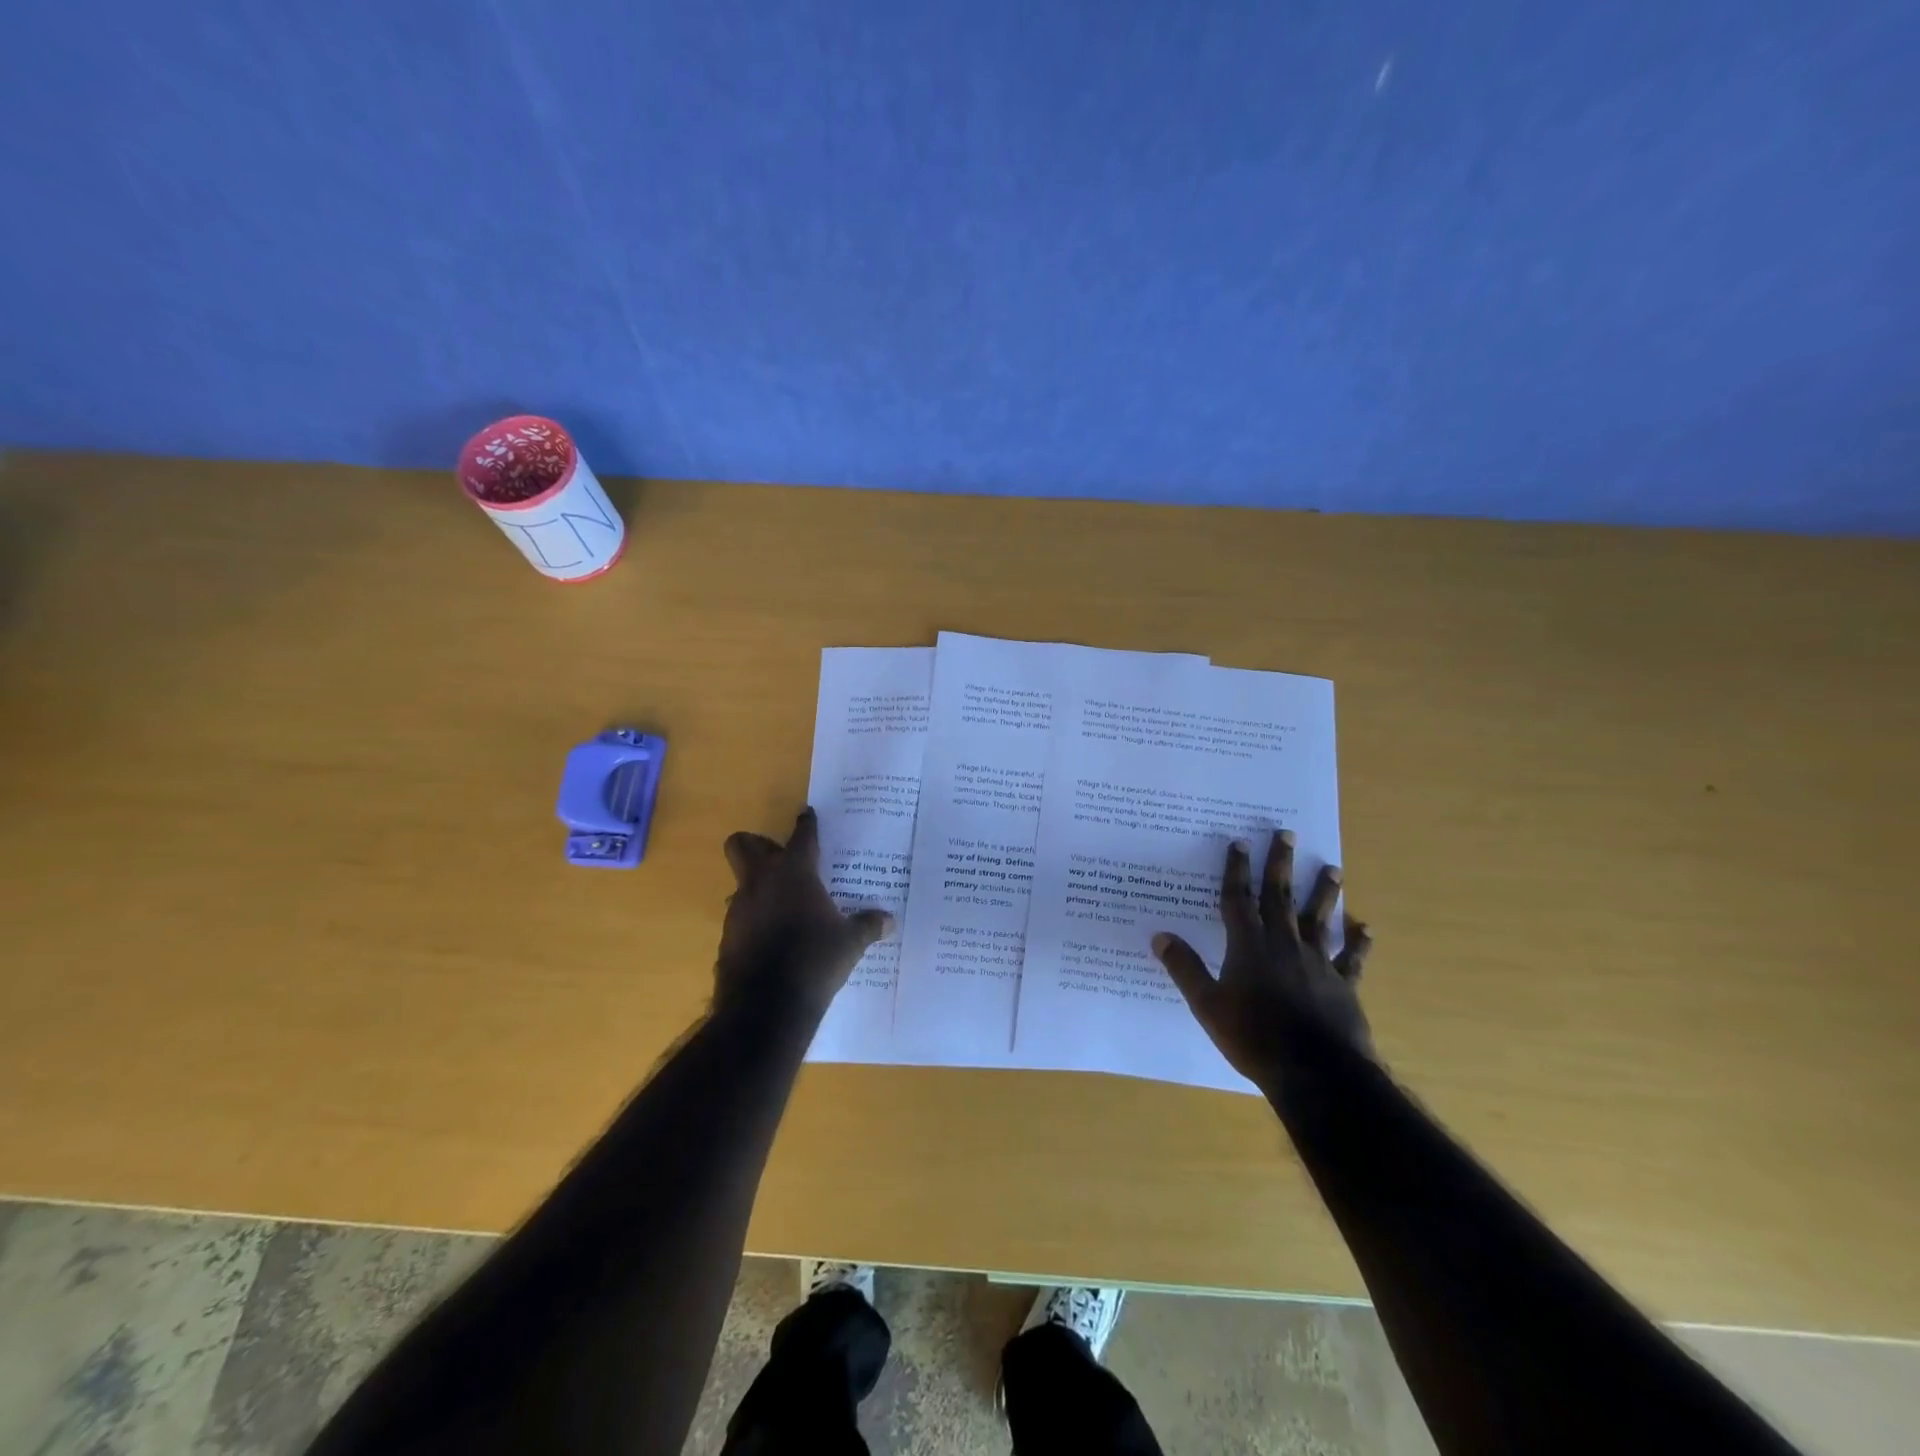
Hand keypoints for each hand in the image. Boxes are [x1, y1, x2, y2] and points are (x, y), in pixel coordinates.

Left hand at [716, 808, 893, 1017]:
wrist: (766, 1005)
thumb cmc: (814, 960)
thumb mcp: (850, 943)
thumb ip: (868, 926)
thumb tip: (890, 920)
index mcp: (794, 872)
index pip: (801, 836)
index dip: (806, 824)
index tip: (808, 814)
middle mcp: (761, 881)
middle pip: (743, 844)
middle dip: (755, 843)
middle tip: (777, 854)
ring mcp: (739, 908)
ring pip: (741, 882)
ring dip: (757, 887)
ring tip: (782, 905)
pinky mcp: (728, 936)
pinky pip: (741, 916)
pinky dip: (755, 919)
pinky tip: (773, 937)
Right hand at [1151, 831, 1374, 1087]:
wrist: (1315, 1072)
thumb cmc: (1254, 1036)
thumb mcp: (1207, 1005)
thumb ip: (1185, 968)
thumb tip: (1159, 936)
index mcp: (1248, 945)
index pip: (1238, 899)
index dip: (1236, 869)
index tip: (1239, 842)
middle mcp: (1283, 944)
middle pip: (1280, 896)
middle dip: (1281, 863)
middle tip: (1287, 833)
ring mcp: (1317, 962)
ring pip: (1320, 919)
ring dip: (1325, 892)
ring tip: (1333, 868)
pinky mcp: (1343, 985)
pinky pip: (1352, 959)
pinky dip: (1359, 943)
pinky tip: (1367, 928)